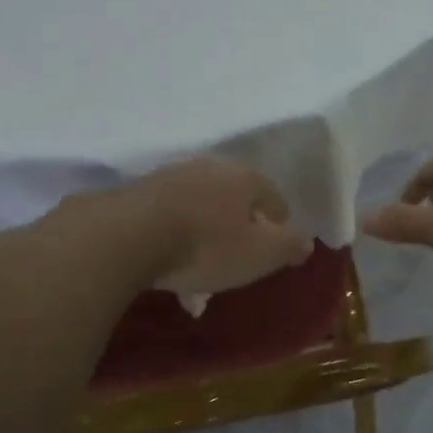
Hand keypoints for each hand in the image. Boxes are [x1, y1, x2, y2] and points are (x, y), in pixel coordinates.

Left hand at [125, 157, 313, 294]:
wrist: (126, 236)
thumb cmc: (205, 246)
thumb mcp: (259, 254)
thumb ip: (288, 245)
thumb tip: (307, 241)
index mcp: (245, 178)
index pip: (274, 198)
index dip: (280, 225)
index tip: (275, 251)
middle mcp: (210, 168)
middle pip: (235, 198)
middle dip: (239, 227)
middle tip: (237, 258)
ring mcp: (171, 176)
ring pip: (200, 205)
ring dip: (205, 230)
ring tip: (198, 264)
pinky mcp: (138, 192)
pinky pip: (169, 213)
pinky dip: (175, 233)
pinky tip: (167, 259)